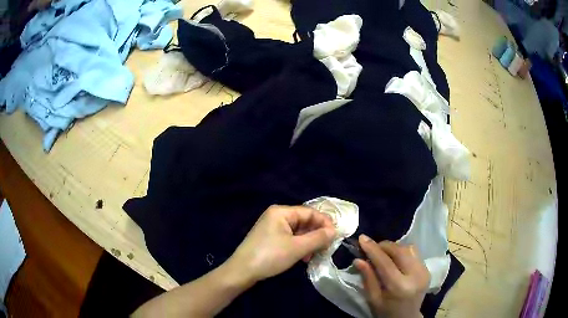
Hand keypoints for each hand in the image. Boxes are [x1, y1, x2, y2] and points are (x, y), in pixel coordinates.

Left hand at [227, 205, 335, 284]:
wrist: (242, 271)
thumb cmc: (270, 256)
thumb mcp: (297, 248)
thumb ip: (318, 238)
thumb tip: (334, 231)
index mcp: (281, 212)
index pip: (309, 212)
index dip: (324, 222)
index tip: (336, 235)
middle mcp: (277, 216)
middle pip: (304, 221)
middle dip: (317, 234)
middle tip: (327, 247)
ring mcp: (272, 228)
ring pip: (298, 232)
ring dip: (309, 242)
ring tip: (315, 255)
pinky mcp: (270, 239)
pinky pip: (290, 239)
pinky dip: (299, 247)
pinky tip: (304, 258)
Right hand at [354, 236, 429, 317]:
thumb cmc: (386, 312)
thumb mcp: (373, 299)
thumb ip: (367, 278)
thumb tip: (358, 259)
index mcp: (399, 287)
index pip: (385, 262)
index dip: (373, 249)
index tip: (362, 238)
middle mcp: (415, 276)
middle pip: (400, 251)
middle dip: (384, 245)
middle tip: (372, 247)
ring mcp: (424, 271)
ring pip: (409, 248)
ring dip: (394, 247)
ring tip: (383, 253)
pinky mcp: (427, 269)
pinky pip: (415, 253)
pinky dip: (403, 251)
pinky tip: (395, 259)